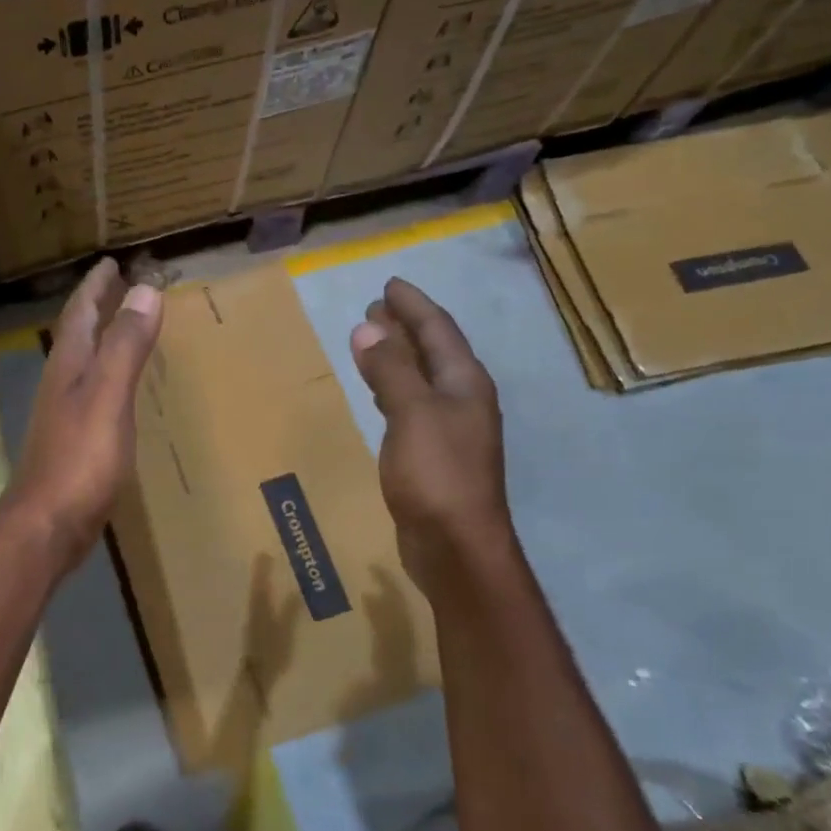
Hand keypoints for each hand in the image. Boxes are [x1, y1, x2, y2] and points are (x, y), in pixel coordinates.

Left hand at [4, 258, 162, 568]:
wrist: (47, 523)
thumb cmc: (80, 458)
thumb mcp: (108, 395)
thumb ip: (125, 345)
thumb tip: (144, 290)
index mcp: (69, 365)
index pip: (81, 312)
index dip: (96, 286)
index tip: (111, 263)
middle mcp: (61, 383)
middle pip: (79, 334)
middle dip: (97, 307)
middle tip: (119, 286)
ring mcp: (63, 414)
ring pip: (83, 363)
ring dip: (101, 339)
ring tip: (122, 328)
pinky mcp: (73, 442)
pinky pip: (91, 392)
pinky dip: (107, 375)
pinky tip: (118, 390)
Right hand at [350, 278, 509, 587]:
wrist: (456, 545)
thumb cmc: (437, 473)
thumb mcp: (412, 413)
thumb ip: (391, 369)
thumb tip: (367, 326)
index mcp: (464, 382)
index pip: (438, 330)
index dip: (414, 305)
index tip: (389, 284)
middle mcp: (462, 399)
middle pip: (433, 351)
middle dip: (406, 326)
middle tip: (376, 306)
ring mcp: (450, 429)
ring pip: (422, 378)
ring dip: (399, 355)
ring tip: (373, 340)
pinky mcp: (433, 454)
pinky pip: (411, 405)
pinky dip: (393, 388)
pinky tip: (379, 393)